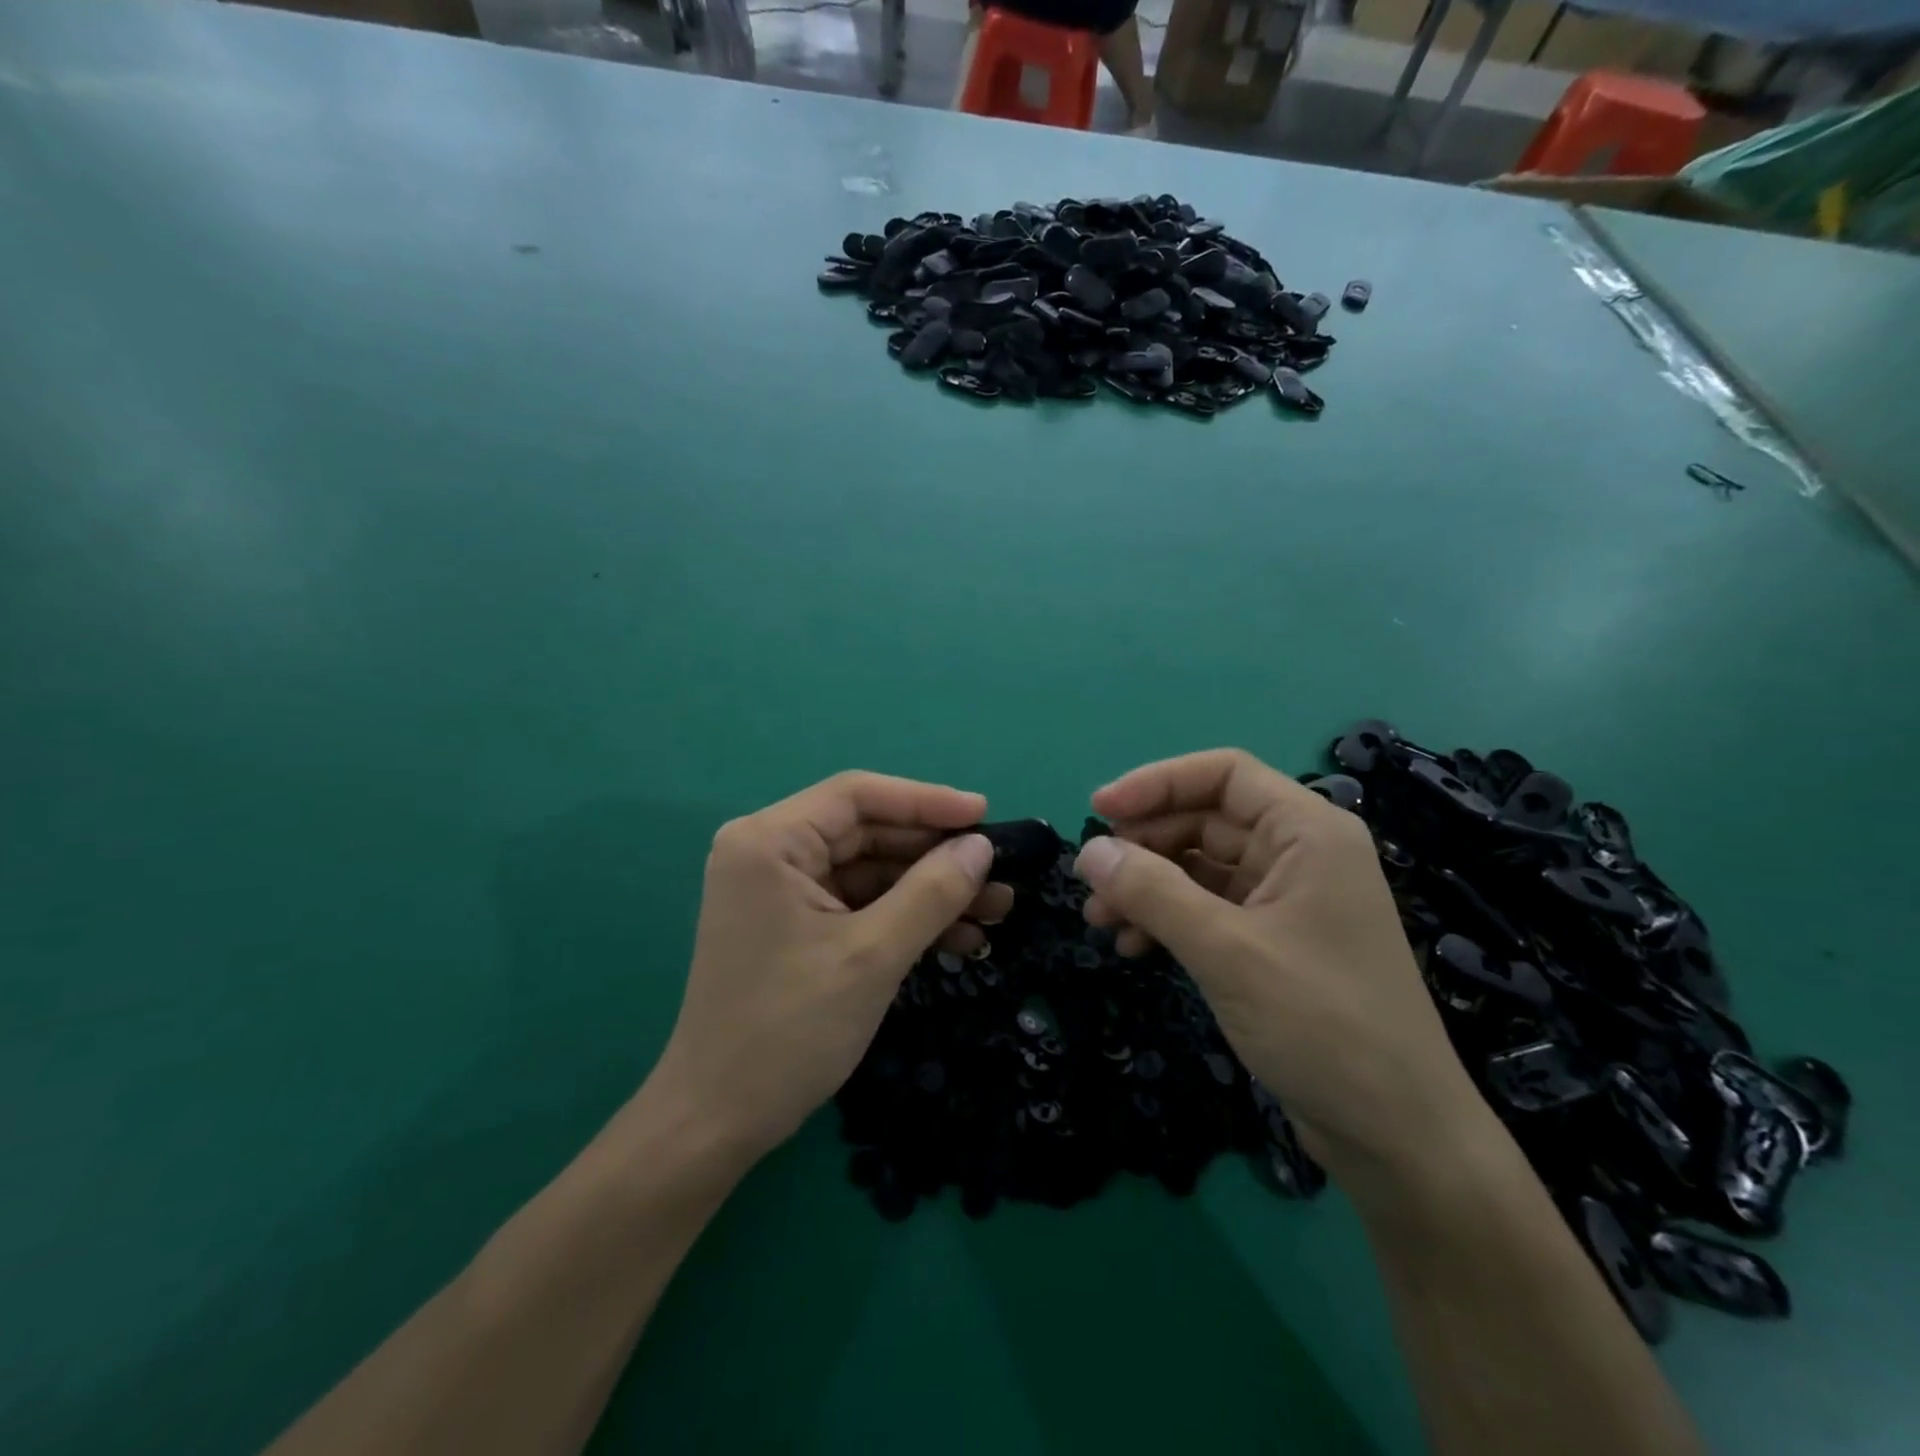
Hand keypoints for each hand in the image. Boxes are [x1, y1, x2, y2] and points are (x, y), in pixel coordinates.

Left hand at [647, 772, 1010, 1162]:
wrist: (718, 1122)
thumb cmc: (790, 1029)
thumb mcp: (873, 955)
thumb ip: (932, 892)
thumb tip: (981, 846)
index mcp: (770, 840)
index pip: (858, 796)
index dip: (927, 800)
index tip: (984, 815)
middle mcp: (768, 851)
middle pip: (867, 832)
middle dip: (935, 855)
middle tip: (998, 872)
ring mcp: (779, 890)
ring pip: (869, 870)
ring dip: (929, 890)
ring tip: (995, 909)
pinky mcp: (792, 924)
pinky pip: (858, 904)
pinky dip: (904, 917)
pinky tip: (959, 937)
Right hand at [1074, 749, 1487, 1186]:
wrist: (1397, 1137)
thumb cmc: (1323, 1026)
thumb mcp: (1226, 951)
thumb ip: (1152, 892)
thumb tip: (1088, 851)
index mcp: (1307, 832)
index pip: (1223, 774)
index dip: (1156, 783)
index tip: (1099, 810)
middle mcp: (1299, 854)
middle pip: (1204, 819)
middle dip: (1143, 845)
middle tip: (1091, 879)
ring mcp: (1286, 900)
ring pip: (1199, 867)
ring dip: (1147, 885)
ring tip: (1099, 919)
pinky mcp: (1272, 943)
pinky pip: (1207, 909)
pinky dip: (1167, 919)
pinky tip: (1134, 946)